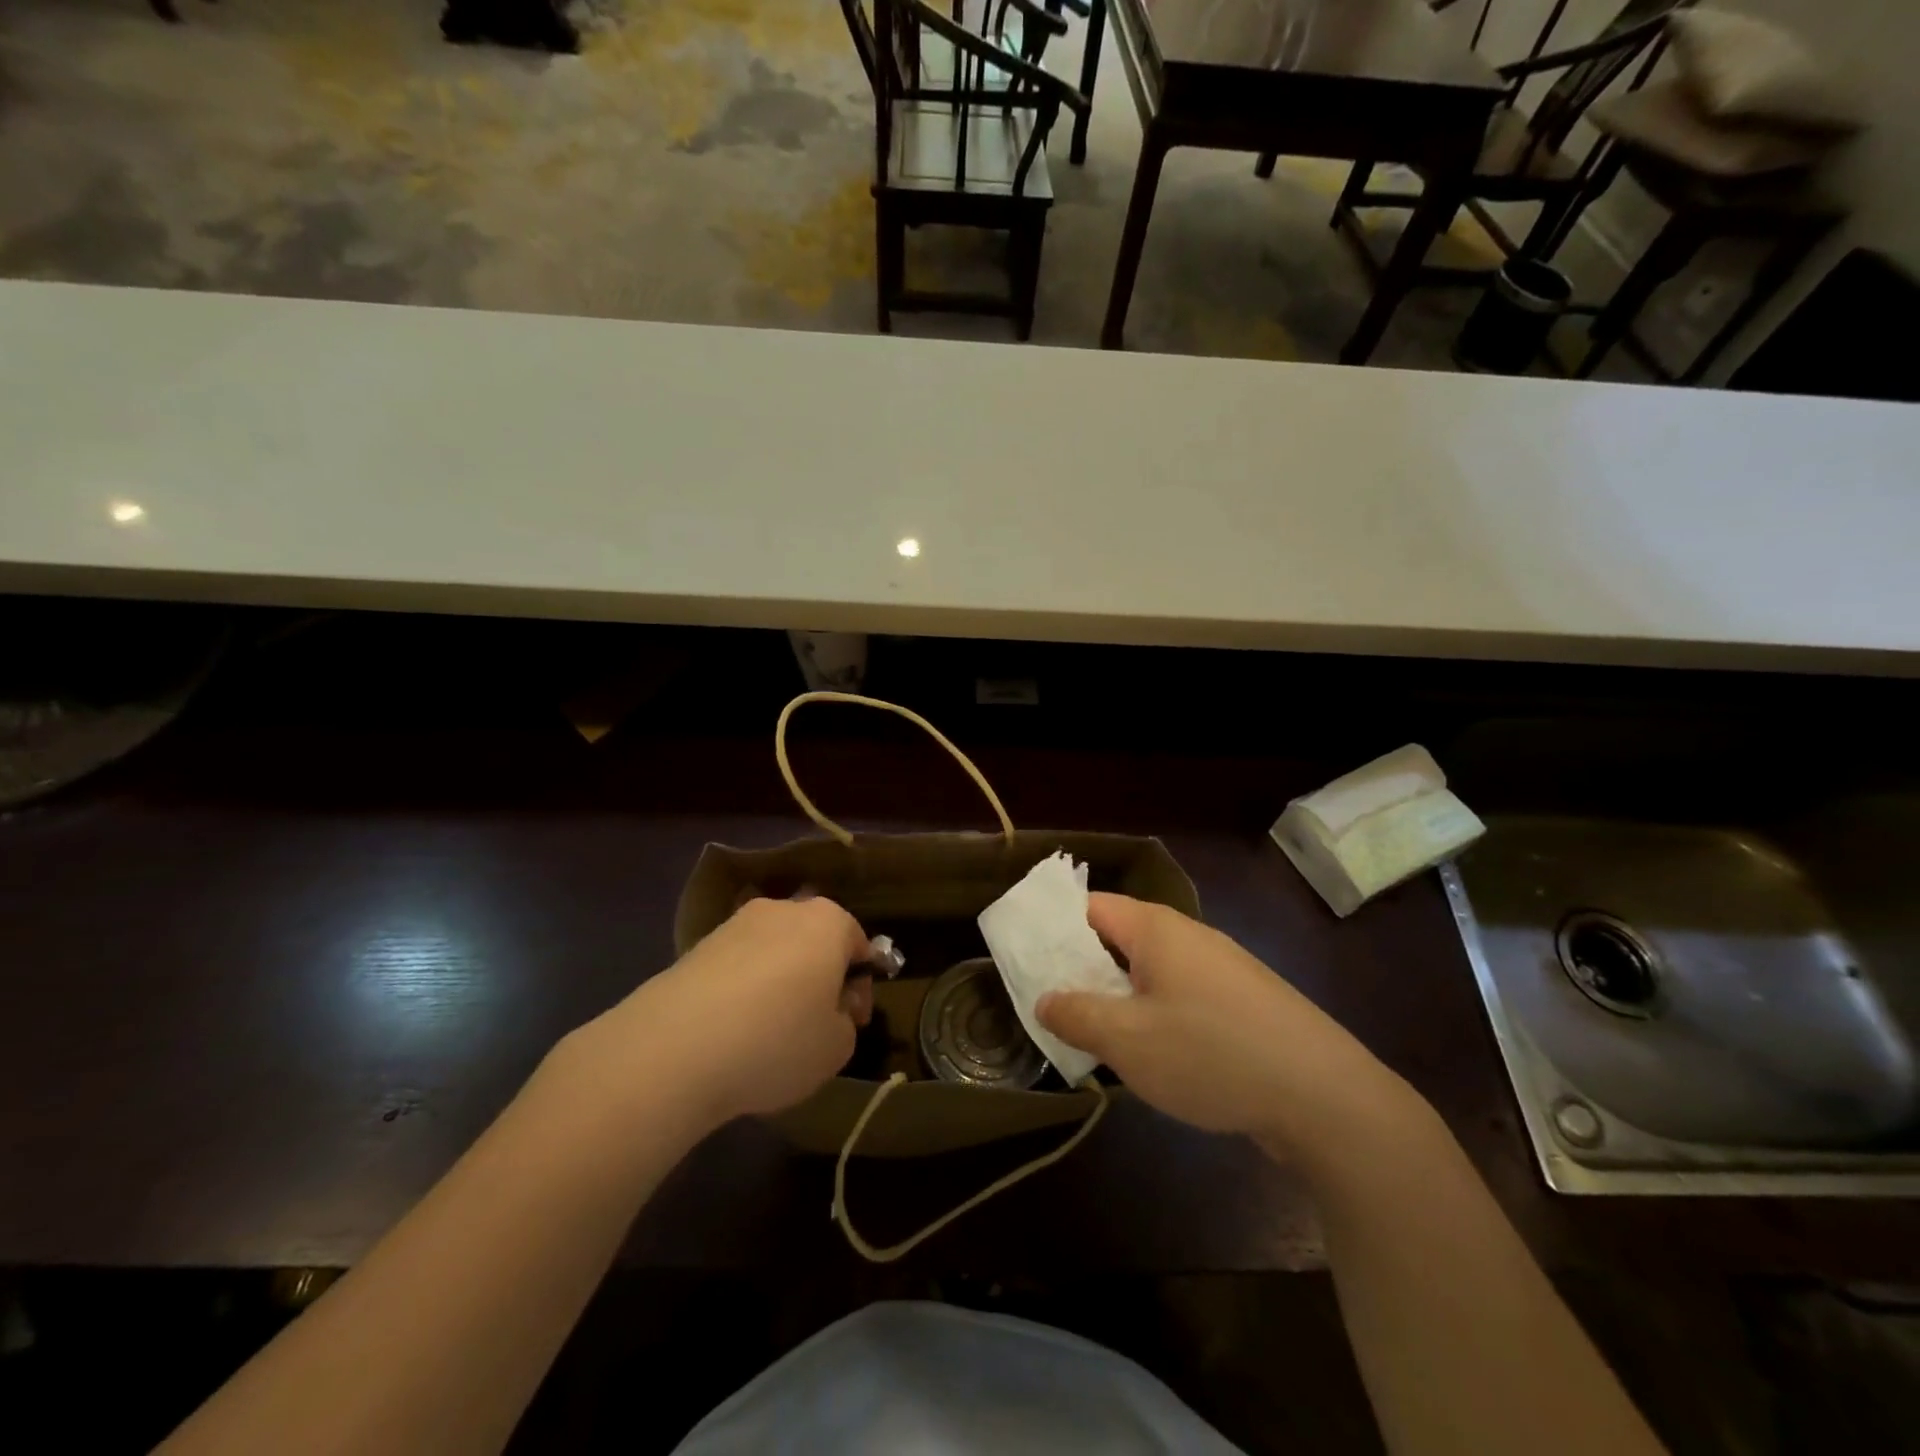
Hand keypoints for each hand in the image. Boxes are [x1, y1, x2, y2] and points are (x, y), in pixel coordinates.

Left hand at [577, 896, 872, 1130]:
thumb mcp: (837, 1047)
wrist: (674, 1048)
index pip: (859, 944)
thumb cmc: (777, 1041)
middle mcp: (783, 909)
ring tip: (766, 1034)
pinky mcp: (696, 946)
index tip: (851, 1022)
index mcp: (828, 921)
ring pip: (773, 952)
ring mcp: (735, 924)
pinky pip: (736, 967)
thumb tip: (830, 1008)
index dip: (860, 986)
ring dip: (778, 983)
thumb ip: (846, 1020)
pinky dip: (741, 991)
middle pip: (814, 941)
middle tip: (813, 1025)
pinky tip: (731, 1032)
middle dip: (819, 977)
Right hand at [1036, 894, 1419, 1160]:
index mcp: (1157, 929)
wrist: (1326, 1099)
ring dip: (1118, 996)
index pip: (1090, 906)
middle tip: (1049, 1002)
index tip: (1025, 956)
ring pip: (1151, 971)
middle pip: (1119, 937)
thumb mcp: (1128, 1041)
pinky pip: (1182, 996)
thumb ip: (1076, 1016)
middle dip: (1082, 967)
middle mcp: (1189, 936)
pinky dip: (1154, 1014)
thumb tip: (1045, 1000)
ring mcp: (1221, 969)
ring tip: (1092, 1034)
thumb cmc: (1212, 1055)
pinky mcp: (1244, 1004)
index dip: (1054, 927)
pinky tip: (1151, 1056)